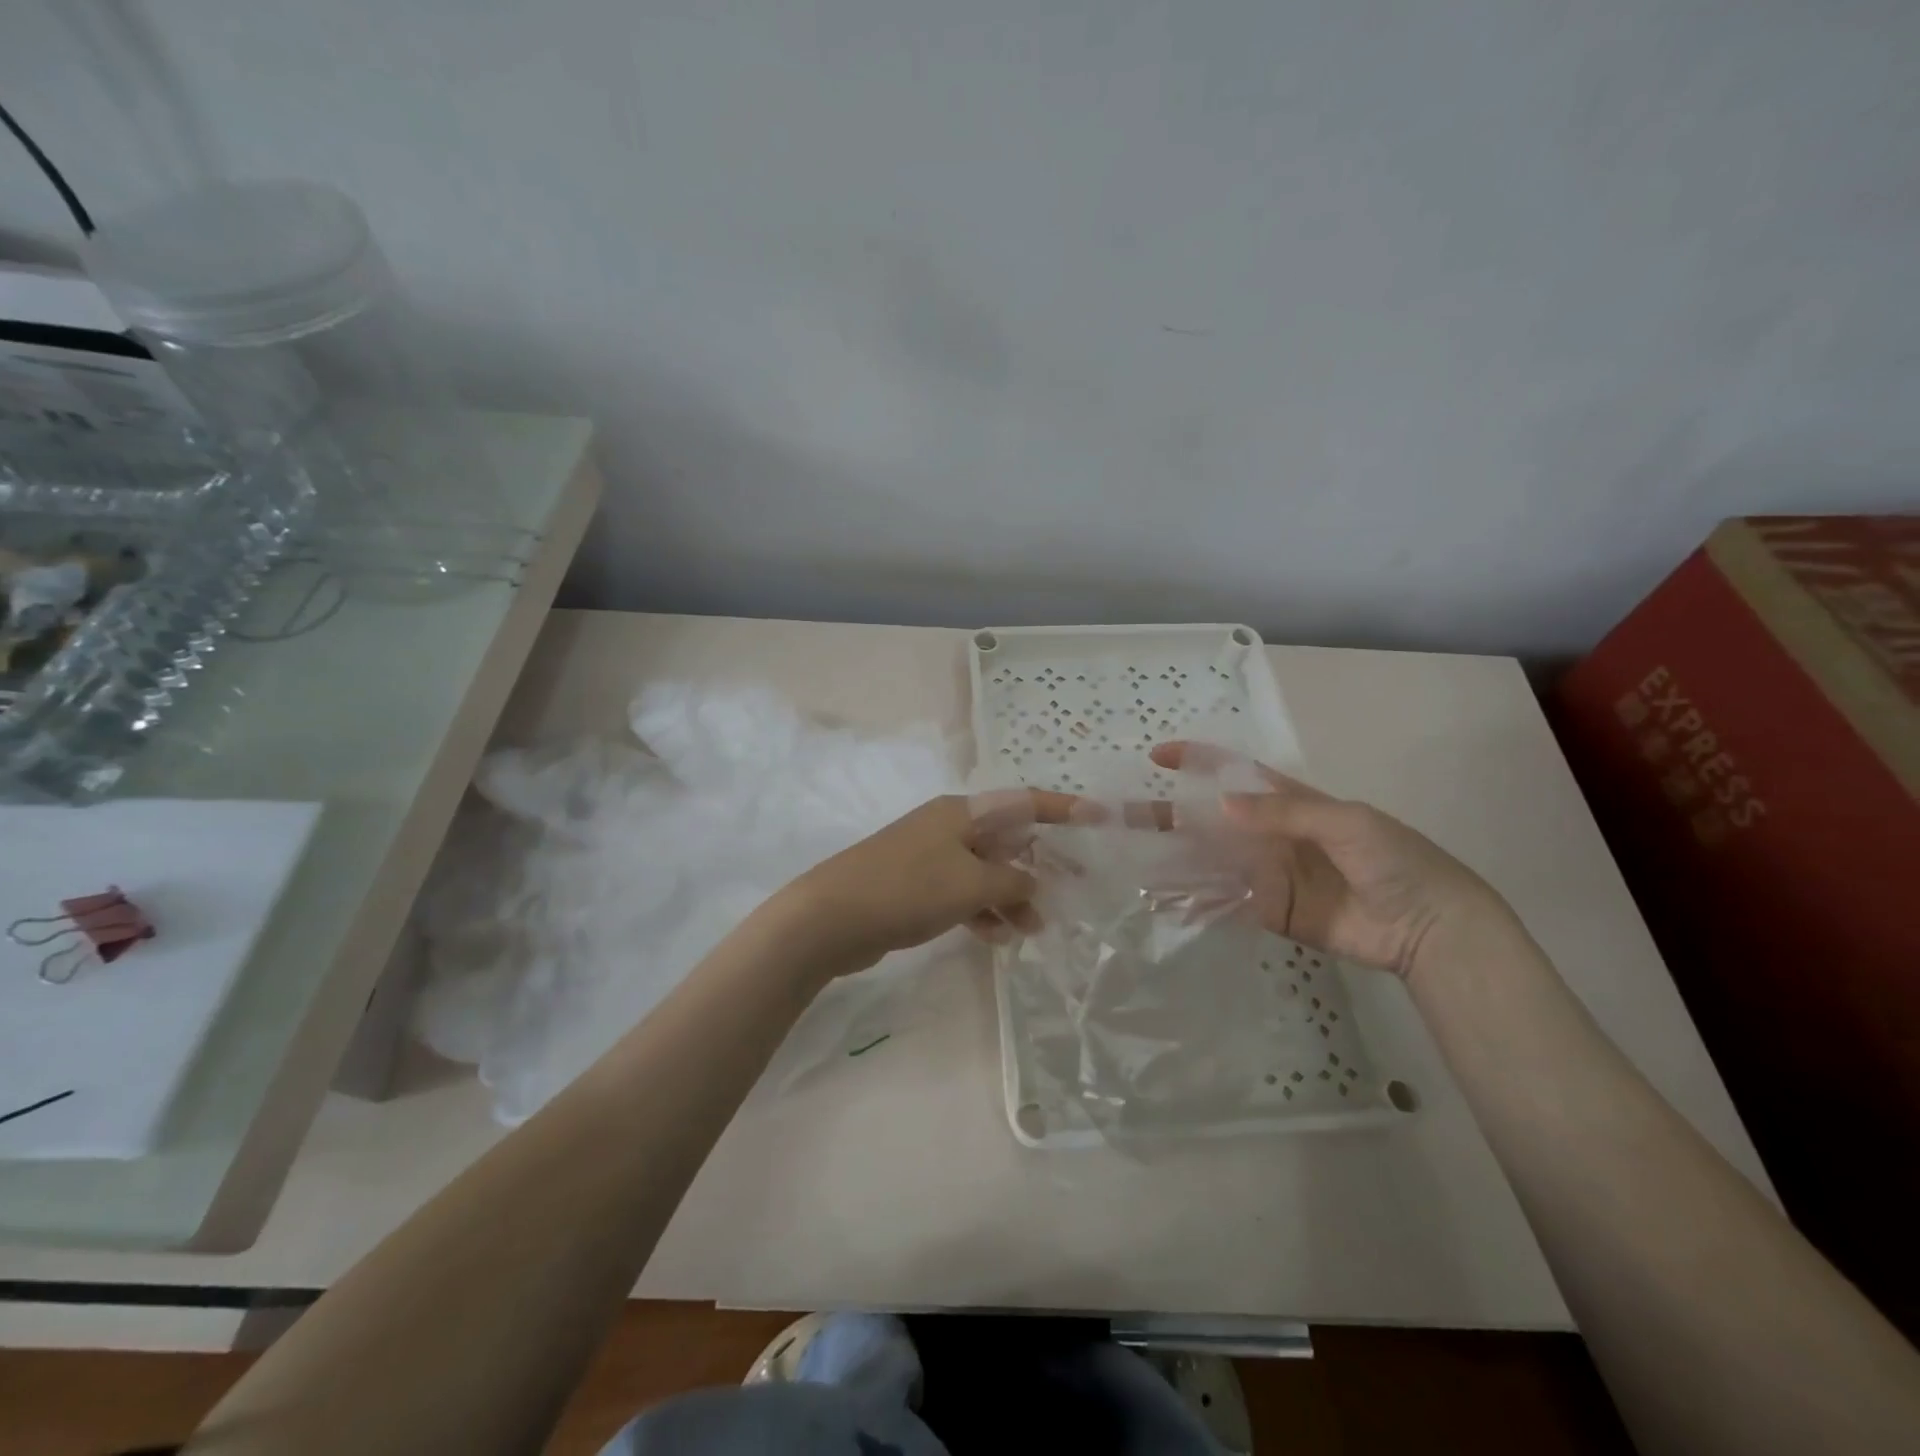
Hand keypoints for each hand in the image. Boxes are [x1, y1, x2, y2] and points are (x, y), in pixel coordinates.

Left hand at [773, 790, 1076, 978]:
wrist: (830, 917)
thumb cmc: (908, 888)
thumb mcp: (971, 883)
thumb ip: (1013, 881)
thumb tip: (1033, 882)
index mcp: (963, 813)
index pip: (1024, 802)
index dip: (1064, 809)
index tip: (1099, 817)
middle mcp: (949, 828)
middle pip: (1007, 839)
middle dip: (1039, 865)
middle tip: (1074, 890)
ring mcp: (930, 857)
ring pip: (986, 872)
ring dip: (1012, 897)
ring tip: (1033, 929)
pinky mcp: (916, 887)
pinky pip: (963, 894)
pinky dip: (983, 911)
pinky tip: (998, 937)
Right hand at [1151, 742, 1518, 981]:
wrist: (1428, 926)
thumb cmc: (1394, 859)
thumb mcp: (1345, 822)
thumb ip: (1282, 812)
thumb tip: (1218, 804)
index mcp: (1288, 801)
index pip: (1233, 773)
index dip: (1196, 761)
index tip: (1157, 757)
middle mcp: (1268, 833)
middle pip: (1209, 819)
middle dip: (1168, 814)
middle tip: (1122, 816)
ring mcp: (1265, 874)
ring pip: (1208, 862)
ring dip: (1172, 860)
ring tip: (1130, 861)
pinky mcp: (1268, 912)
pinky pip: (1223, 903)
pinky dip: (1193, 902)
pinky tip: (1163, 901)